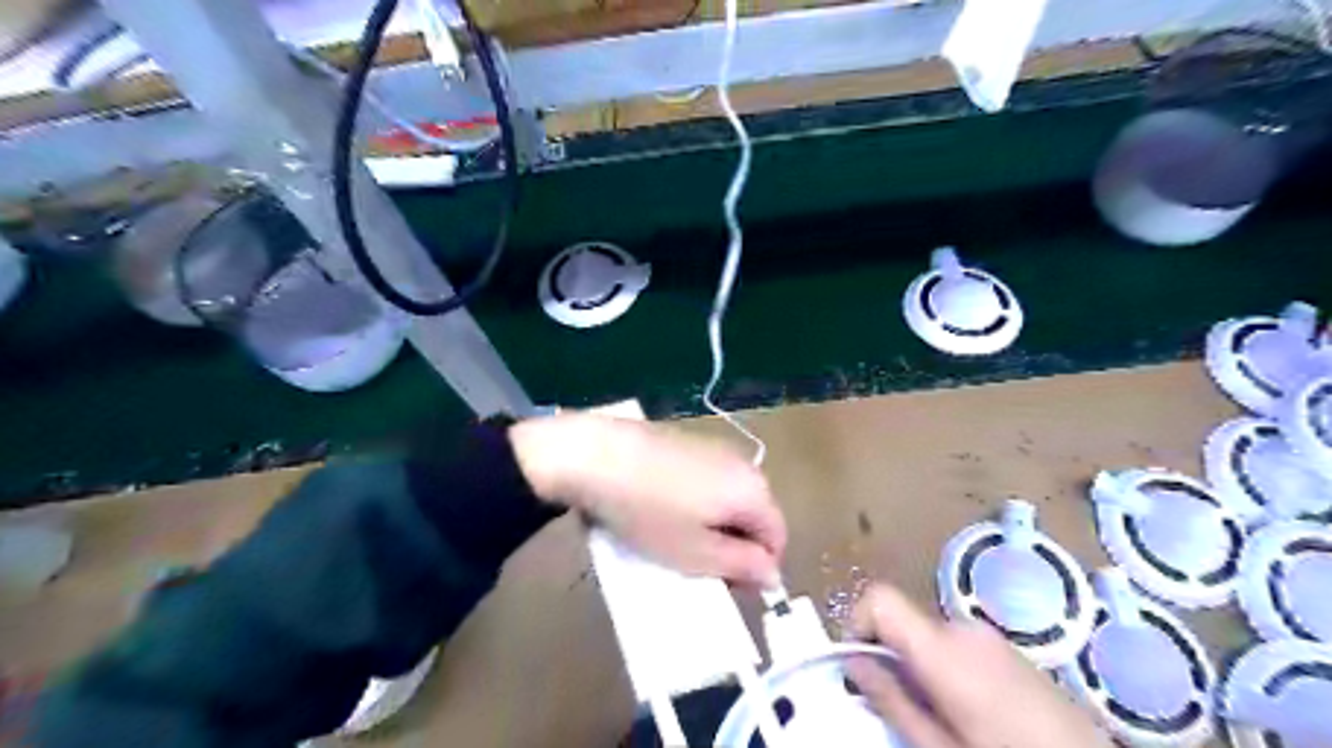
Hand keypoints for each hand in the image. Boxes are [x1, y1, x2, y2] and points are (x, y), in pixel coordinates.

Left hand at [509, 416, 782, 583]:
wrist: (596, 455)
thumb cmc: (650, 512)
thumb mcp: (697, 553)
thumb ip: (742, 566)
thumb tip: (775, 575)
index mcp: (754, 491)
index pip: (777, 538)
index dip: (757, 569)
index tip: (725, 586)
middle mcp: (743, 464)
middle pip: (754, 516)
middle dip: (735, 546)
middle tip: (699, 566)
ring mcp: (714, 449)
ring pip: (728, 498)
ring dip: (713, 525)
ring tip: (677, 539)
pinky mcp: (686, 442)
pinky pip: (706, 481)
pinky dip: (695, 502)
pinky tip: (662, 509)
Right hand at [847, 586, 1110, 747]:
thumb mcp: (939, 747)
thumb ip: (891, 700)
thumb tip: (853, 662)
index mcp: (942, 649)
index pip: (879, 598)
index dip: (858, 623)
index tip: (859, 666)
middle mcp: (963, 628)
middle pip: (903, 622)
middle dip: (891, 658)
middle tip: (904, 711)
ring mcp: (990, 636)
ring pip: (928, 636)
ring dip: (919, 666)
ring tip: (943, 718)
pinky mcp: (1008, 648)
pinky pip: (957, 644)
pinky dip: (946, 667)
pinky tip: (973, 712)